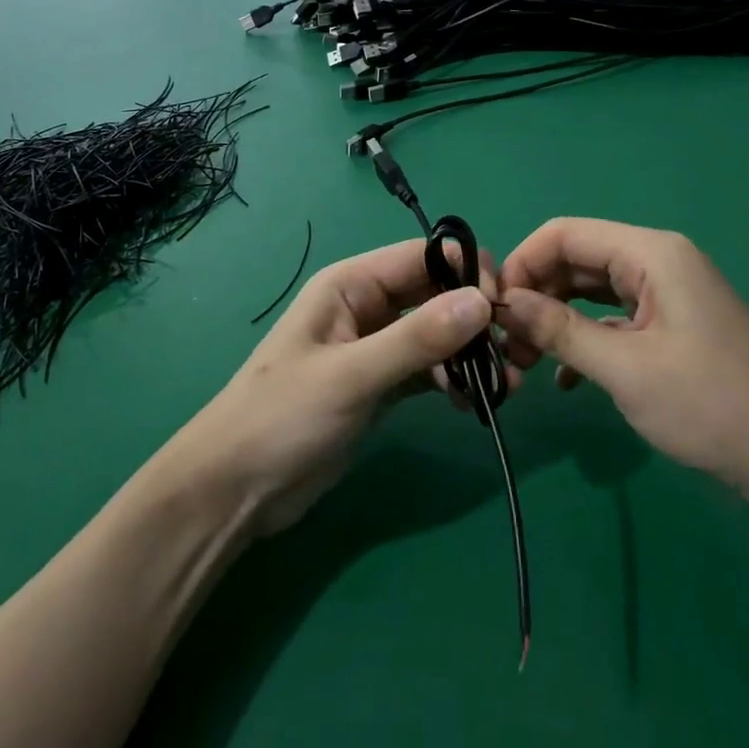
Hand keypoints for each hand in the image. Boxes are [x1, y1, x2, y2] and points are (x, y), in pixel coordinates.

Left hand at [175, 239, 499, 534]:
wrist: (234, 490)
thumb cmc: (282, 418)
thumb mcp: (351, 376)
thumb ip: (416, 339)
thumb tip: (481, 302)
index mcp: (350, 285)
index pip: (422, 257)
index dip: (465, 271)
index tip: (504, 306)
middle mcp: (366, 307)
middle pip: (434, 294)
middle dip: (474, 316)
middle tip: (514, 350)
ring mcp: (374, 347)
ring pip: (435, 334)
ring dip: (469, 353)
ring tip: (502, 386)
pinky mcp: (380, 385)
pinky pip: (427, 369)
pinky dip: (452, 379)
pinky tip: (473, 404)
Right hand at [496, 218, 748, 503]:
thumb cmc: (710, 405)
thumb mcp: (624, 368)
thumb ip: (558, 329)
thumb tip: (502, 304)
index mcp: (651, 253)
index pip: (565, 234)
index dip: (522, 263)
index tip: (491, 308)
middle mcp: (658, 262)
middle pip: (576, 260)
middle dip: (535, 295)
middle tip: (503, 342)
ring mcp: (667, 294)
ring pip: (591, 291)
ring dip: (555, 320)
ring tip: (523, 361)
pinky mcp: (671, 326)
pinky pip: (613, 318)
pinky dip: (584, 339)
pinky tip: (565, 378)